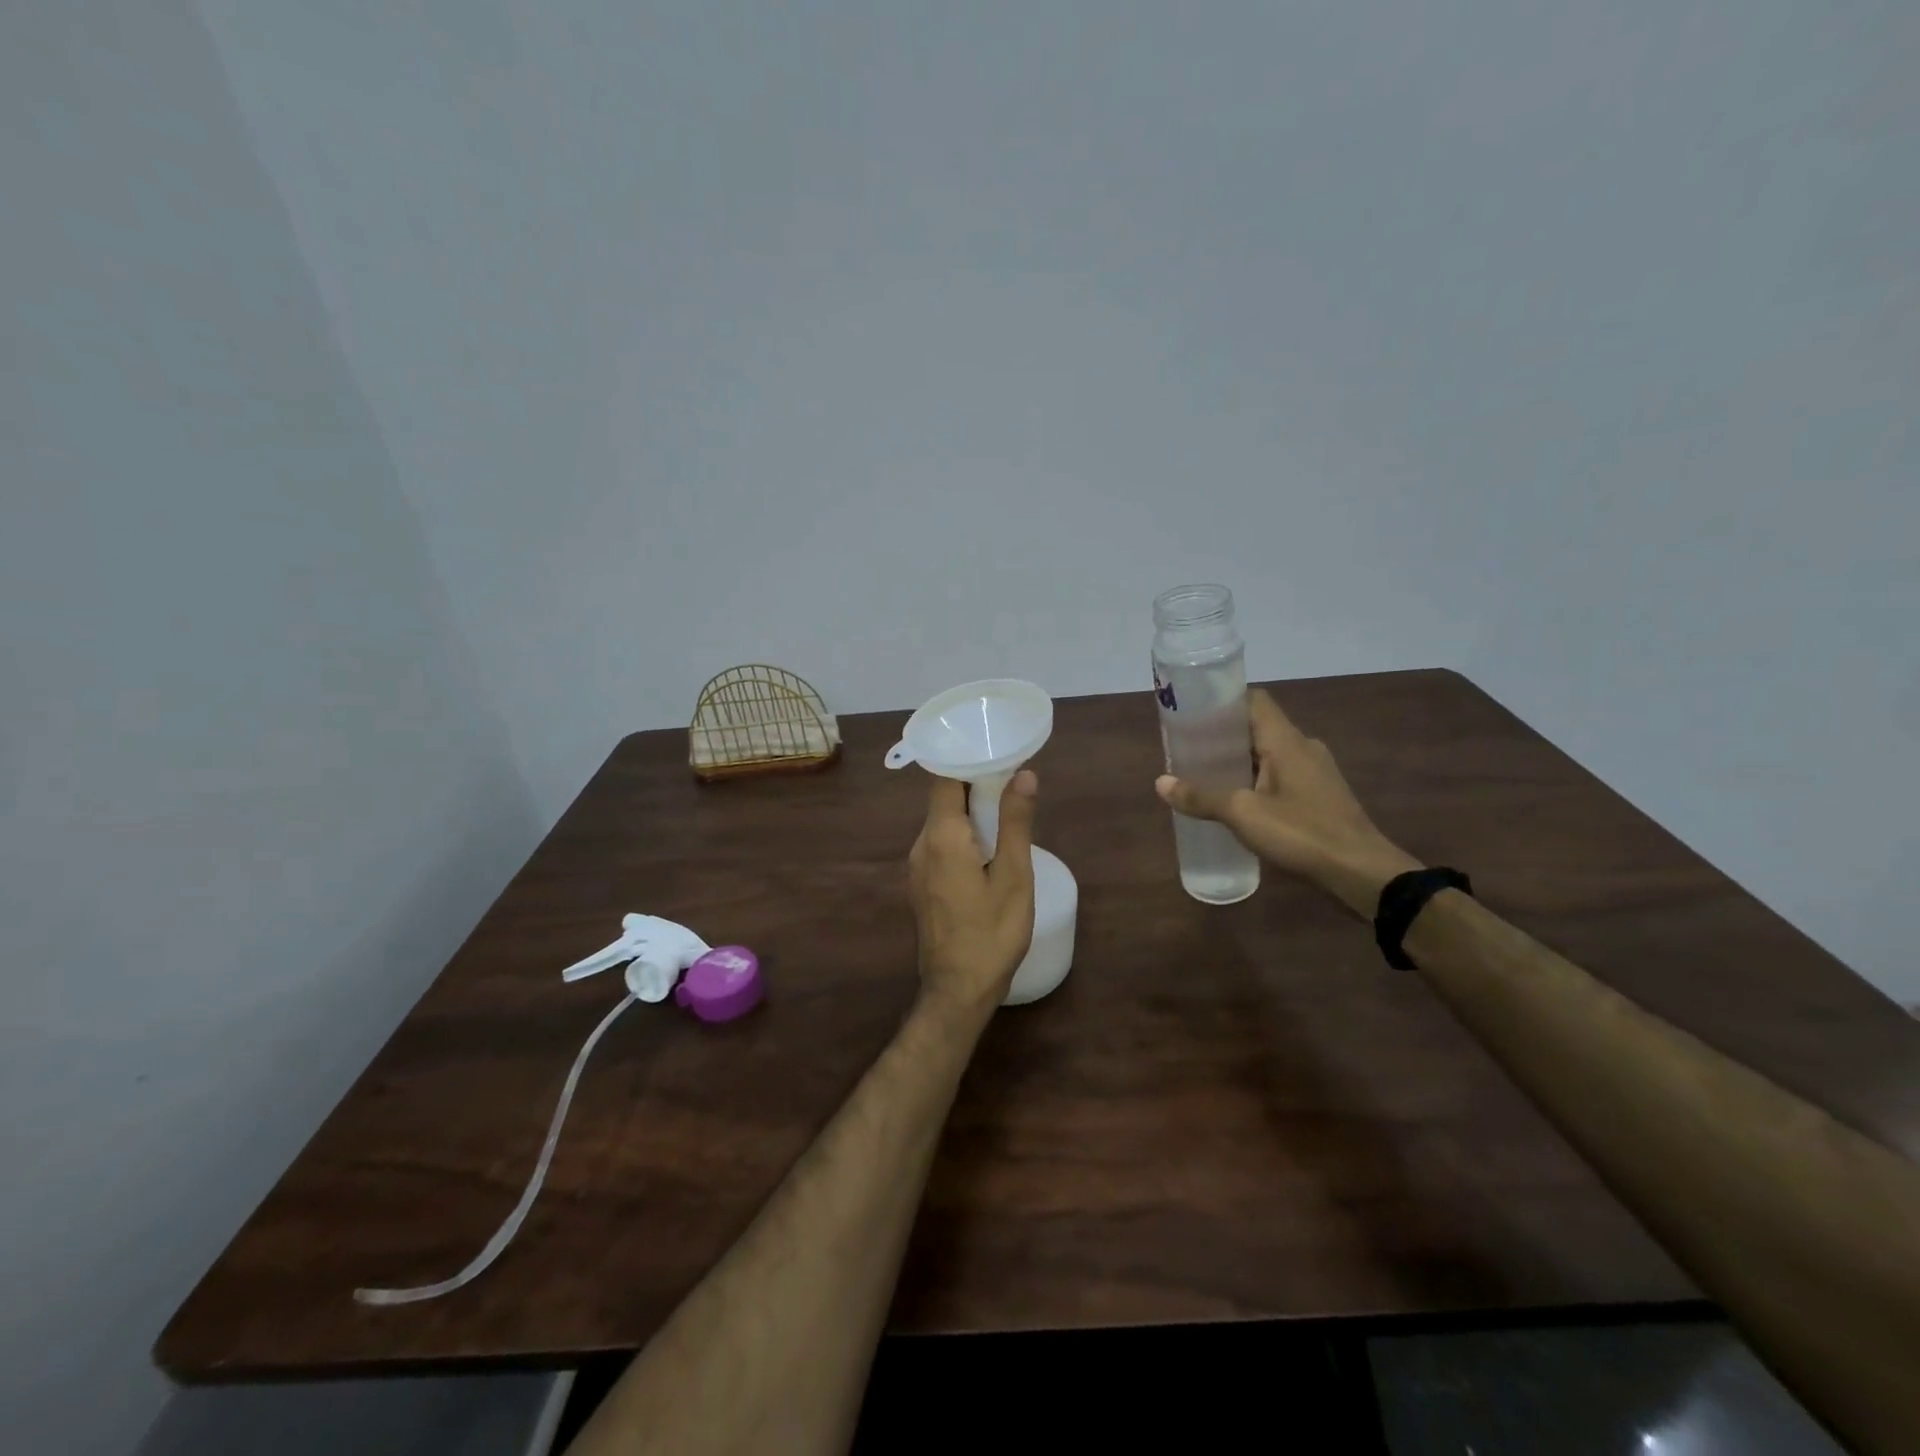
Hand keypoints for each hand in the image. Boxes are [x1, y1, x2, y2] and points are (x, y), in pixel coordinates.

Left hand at [908, 770, 1038, 1016]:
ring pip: (942, 823)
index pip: (945, 778)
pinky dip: (962, 835)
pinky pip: (940, 845)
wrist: (957, 990)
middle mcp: (921, 845)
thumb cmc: (991, 932)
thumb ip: (1016, 822)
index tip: (997, 754)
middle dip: (975, 785)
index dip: (969, 761)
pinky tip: (988, 847)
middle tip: (1012, 780)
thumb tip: (1024, 774)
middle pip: (943, 799)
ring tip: (1006, 810)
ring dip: (970, 812)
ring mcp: (917, 867)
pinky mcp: (921, 885)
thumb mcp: (1013, 875)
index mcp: (941, 836)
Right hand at [1156, 689, 1420, 914]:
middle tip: (1188, 749)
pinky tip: (1237, 803)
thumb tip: (1160, 783)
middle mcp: (1303, 747)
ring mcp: (1315, 772)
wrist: (1362, 873)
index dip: (1223, 701)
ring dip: (1239, 761)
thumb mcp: (1243, 814)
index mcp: (1286, 740)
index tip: (1192, 713)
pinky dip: (1256, 781)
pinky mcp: (1321, 796)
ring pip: (1269, 754)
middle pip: (1258, 727)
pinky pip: (1280, 776)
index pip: (1253, 700)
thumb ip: (1201, 797)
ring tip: (1205, 776)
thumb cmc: (1302, 833)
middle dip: (1223, 736)